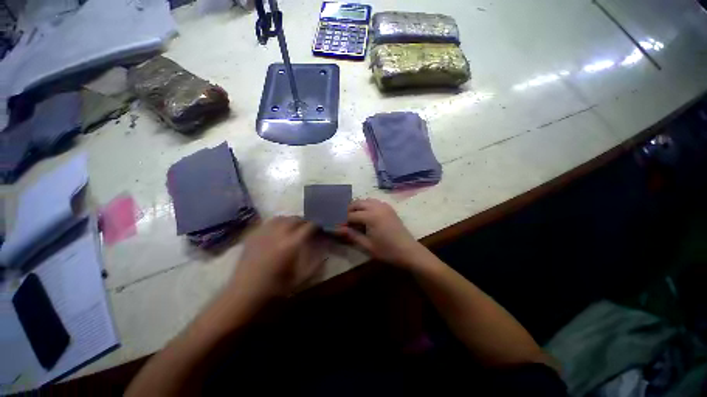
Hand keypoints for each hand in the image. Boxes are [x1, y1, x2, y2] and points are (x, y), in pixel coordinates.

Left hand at [228, 217, 323, 304]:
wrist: (243, 294)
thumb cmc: (274, 289)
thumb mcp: (300, 279)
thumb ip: (315, 262)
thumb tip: (323, 248)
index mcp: (290, 245)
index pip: (308, 226)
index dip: (316, 225)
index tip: (320, 228)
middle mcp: (278, 234)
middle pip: (295, 219)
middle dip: (304, 222)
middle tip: (307, 229)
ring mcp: (263, 233)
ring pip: (282, 218)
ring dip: (291, 220)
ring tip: (293, 228)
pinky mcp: (253, 235)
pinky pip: (268, 222)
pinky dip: (277, 223)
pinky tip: (278, 231)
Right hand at [335, 199, 428, 268]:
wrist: (408, 251)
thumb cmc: (387, 251)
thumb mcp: (367, 245)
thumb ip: (352, 235)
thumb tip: (337, 229)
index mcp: (371, 216)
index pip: (351, 215)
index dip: (343, 220)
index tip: (338, 226)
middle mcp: (377, 207)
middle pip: (358, 203)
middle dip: (349, 210)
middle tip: (345, 221)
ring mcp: (384, 206)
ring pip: (366, 200)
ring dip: (358, 206)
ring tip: (355, 218)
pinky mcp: (389, 208)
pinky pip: (375, 202)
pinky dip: (368, 206)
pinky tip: (367, 216)